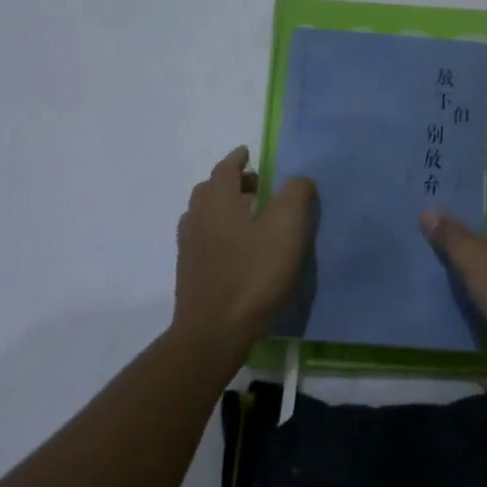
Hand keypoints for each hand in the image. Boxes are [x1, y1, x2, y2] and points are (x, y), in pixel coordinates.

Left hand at [173, 146, 315, 359]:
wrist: (214, 332)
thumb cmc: (253, 275)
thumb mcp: (287, 229)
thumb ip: (296, 195)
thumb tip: (297, 180)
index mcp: (219, 200)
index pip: (225, 168)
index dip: (237, 158)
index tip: (248, 154)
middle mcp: (197, 217)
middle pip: (210, 189)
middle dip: (231, 182)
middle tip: (256, 186)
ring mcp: (188, 246)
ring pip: (203, 214)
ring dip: (223, 207)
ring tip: (248, 217)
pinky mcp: (188, 272)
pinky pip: (202, 238)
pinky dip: (217, 231)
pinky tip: (235, 249)